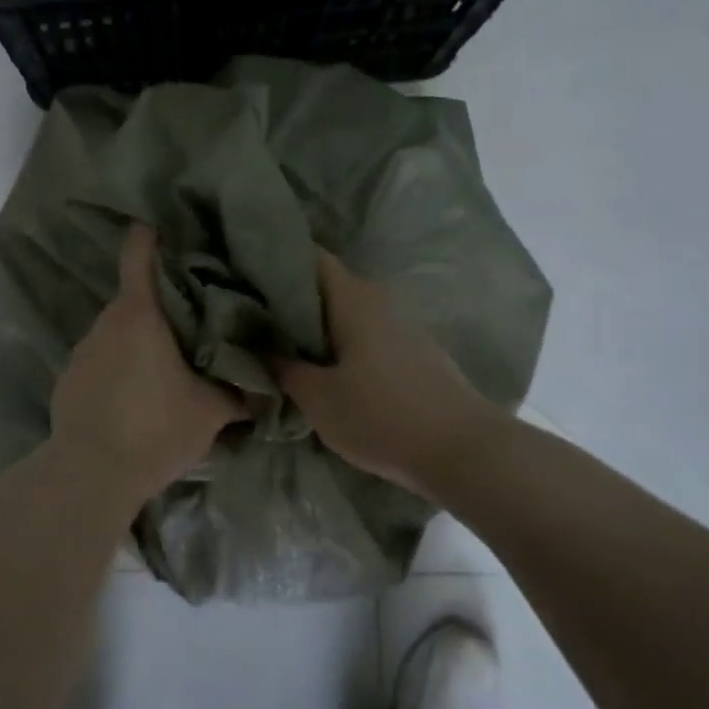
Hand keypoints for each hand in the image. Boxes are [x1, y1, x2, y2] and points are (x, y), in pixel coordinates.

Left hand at [49, 223, 243, 501]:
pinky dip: (120, 363)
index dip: (153, 234)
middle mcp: (105, 321)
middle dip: (163, 300)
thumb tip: (270, 381)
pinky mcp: (69, 378)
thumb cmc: (156, 428)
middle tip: (196, 313)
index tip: (171, 227)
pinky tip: (137, 393)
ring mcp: (82, 350)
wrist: (91, 474)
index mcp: (140, 314)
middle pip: (136, 295)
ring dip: (141, 336)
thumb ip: (241, 389)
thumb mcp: (212, 410)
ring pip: (119, 329)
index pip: (139, 252)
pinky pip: (102, 357)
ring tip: (168, 359)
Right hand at [273, 249, 496, 496]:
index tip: (244, 271)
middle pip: (326, 284)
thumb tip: (260, 348)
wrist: (463, 451)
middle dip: (290, 295)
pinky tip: (321, 363)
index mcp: (353, 298)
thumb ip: (283, 369)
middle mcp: (378, 300)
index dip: (277, 258)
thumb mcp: (318, 398)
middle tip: (252, 312)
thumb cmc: (382, 416)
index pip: (310, 256)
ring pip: (346, 310)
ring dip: (315, 321)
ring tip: (279, 338)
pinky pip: (364, 331)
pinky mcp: (412, 351)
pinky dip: (339, 339)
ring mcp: (400, 324)